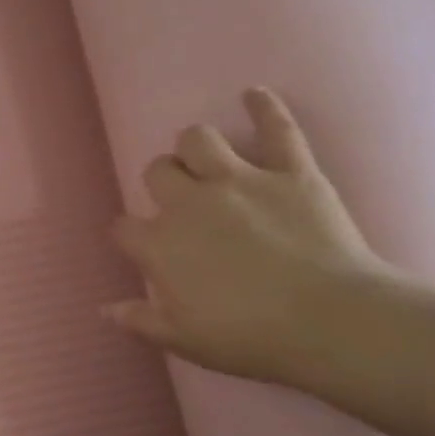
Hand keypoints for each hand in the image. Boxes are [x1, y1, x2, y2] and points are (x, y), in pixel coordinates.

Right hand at [105, 88, 399, 383]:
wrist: (330, 322)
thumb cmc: (249, 338)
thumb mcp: (183, 340)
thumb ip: (140, 321)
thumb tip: (104, 309)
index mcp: (161, 246)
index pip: (124, 227)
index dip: (129, 234)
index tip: (141, 245)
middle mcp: (190, 204)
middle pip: (156, 172)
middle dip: (160, 182)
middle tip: (178, 201)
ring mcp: (241, 182)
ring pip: (198, 139)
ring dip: (194, 147)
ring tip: (203, 160)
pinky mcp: (291, 172)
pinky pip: (277, 128)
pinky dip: (264, 107)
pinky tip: (253, 94)